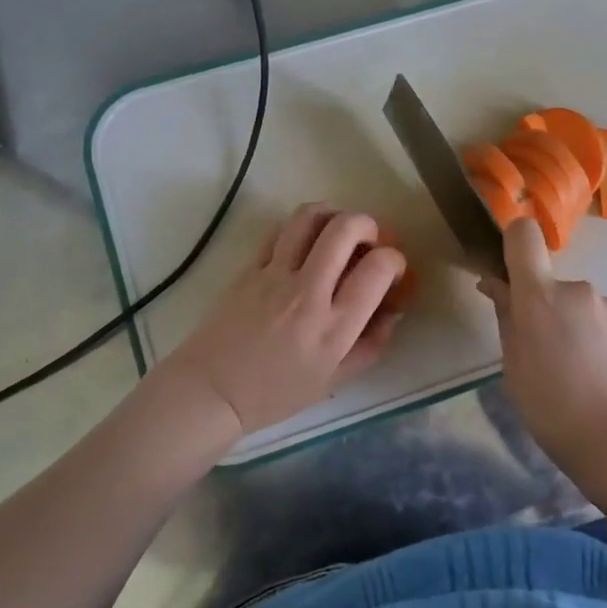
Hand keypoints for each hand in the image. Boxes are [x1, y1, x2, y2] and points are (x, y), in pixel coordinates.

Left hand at [159, 204, 407, 436]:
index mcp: (334, 327)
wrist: (211, 391)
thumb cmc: (275, 393)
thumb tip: (393, 311)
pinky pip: (280, 231)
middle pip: (345, 229)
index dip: (394, 260)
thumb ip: (371, 345)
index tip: (392, 269)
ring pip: (309, 218)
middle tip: (369, 240)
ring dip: (333, 214)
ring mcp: (274, 276)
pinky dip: (301, 227)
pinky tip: (305, 242)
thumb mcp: (334, 379)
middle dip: (368, 224)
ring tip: (338, 230)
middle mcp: (307, 293)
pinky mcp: (249, 268)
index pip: (377, 269)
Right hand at [477, 217, 606, 476]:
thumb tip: (495, 284)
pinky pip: (606, 325)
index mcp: (540, 296)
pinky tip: (602, 378)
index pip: (524, 236)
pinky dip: (599, 342)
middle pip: (553, 285)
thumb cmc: (551, 408)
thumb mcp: (514, 367)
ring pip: (581, 307)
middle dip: (547, 310)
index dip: (514, 243)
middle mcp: (578, 290)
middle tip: (545, 356)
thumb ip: (506, 318)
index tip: (511, 272)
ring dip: (575, 328)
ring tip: (578, 374)